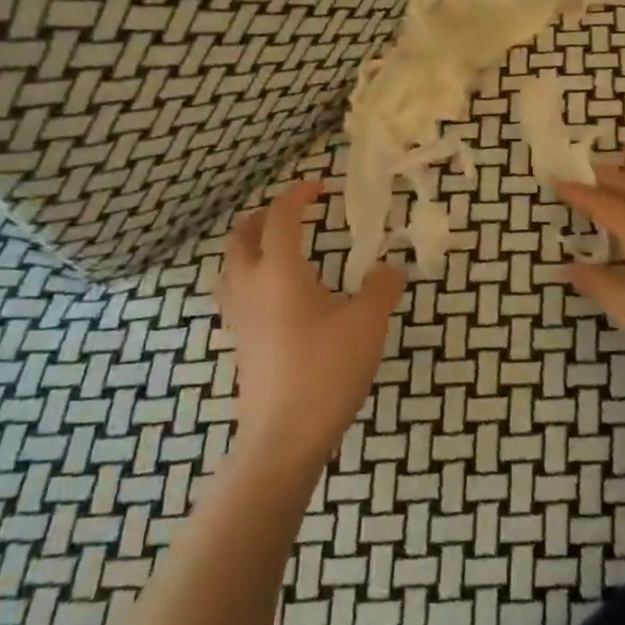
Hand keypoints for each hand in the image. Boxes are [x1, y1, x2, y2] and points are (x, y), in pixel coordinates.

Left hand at [217, 180, 407, 470]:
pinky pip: (235, 292)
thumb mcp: (367, 325)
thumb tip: (392, 267)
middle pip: (241, 236)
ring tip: (283, 250)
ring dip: (252, 245)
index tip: (320, 187)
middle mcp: (250, 286)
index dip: (298, 195)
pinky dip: (251, 276)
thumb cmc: (325, 372)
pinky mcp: (239, 342)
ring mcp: (239, 316)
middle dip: (265, 216)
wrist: (282, 437)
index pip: (280, 217)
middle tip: (295, 215)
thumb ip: (382, 288)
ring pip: (232, 265)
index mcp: (279, 271)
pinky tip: (279, 296)